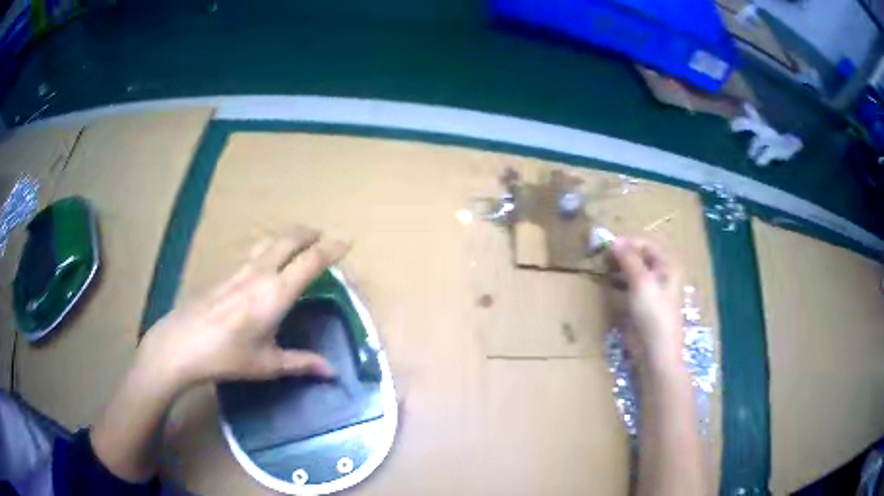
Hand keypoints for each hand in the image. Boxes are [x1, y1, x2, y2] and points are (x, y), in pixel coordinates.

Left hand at [139, 227, 349, 392]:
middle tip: (322, 236)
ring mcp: (239, 269)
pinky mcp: (224, 273)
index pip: (310, 261)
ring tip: (297, 243)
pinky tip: (264, 264)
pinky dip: (269, 248)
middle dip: (309, 233)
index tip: (347, 242)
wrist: (181, 345)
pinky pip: (253, 252)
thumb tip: (332, 372)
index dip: (331, 249)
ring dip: (287, 237)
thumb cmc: (227, 357)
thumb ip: (302, 363)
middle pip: (288, 239)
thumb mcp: (268, 364)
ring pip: (268, 241)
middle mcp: (259, 273)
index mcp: (276, 293)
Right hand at [608, 238, 682, 370]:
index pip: (646, 245)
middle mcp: (659, 276)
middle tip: (601, 257)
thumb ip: (629, 259)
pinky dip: (617, 284)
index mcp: (666, 267)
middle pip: (639, 258)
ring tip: (601, 269)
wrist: (655, 352)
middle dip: (621, 255)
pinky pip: (627, 289)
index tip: (607, 245)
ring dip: (617, 269)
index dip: (628, 243)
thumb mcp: (642, 282)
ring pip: (631, 273)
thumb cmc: (654, 314)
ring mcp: (649, 292)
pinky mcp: (639, 306)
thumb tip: (615, 241)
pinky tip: (606, 284)